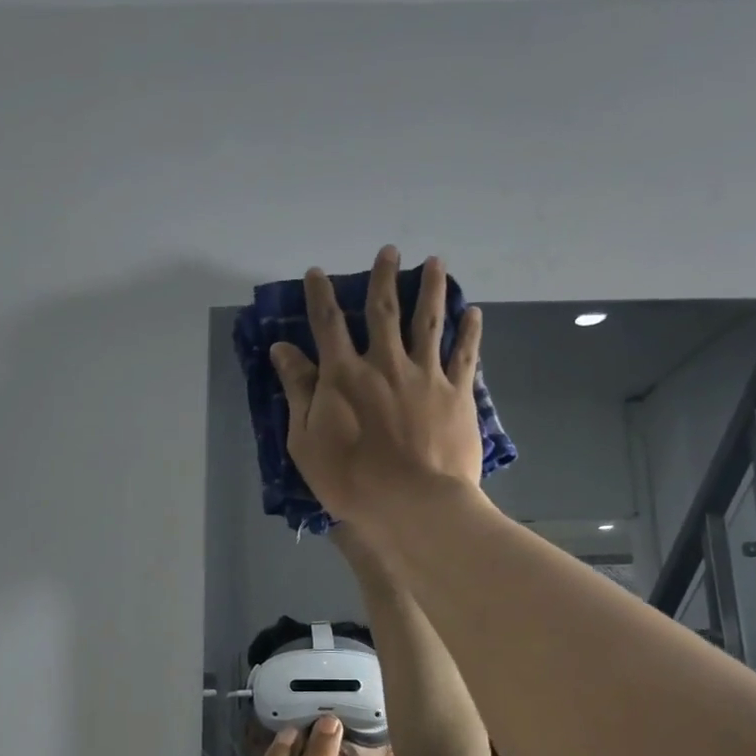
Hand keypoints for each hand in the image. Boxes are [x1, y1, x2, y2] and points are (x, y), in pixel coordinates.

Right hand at [270, 246, 484, 527]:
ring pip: (429, 321)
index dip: (320, 295)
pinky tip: (473, 312)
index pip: (327, 324)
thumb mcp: (307, 441)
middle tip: (389, 251)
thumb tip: (283, 349)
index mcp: (344, 374)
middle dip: (384, 277)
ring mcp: (425, 375)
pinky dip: (468, 331)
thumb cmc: (352, 480)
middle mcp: (385, 363)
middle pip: (384, 310)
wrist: (415, 504)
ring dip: (431, 289)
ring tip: (436, 263)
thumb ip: (298, 390)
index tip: (318, 273)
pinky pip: (464, 355)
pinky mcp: (457, 393)